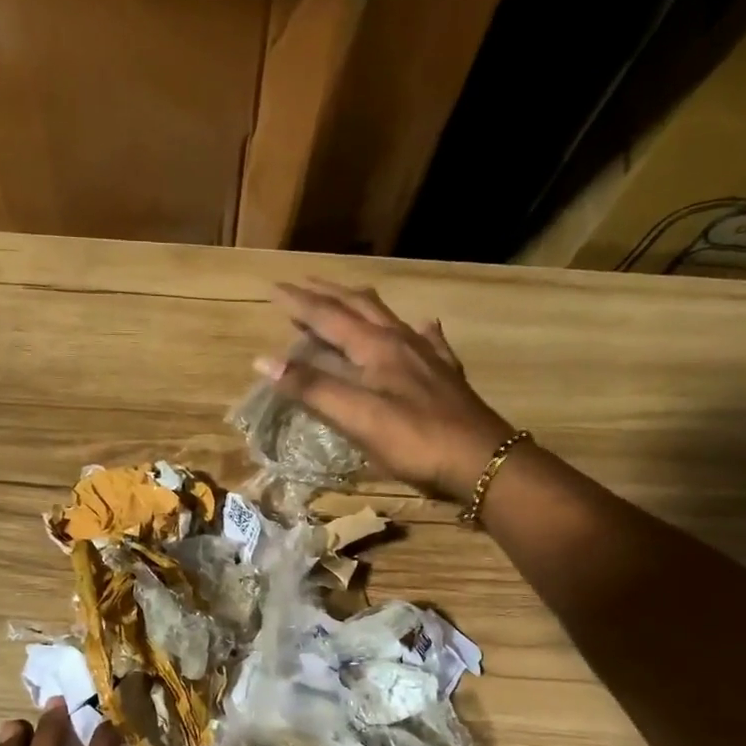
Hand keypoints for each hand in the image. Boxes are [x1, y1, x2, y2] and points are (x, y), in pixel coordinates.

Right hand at [258, 278, 521, 501]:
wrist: (480, 459)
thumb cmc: (414, 440)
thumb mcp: (357, 417)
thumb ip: (313, 389)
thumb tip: (266, 361)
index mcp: (376, 348)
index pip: (329, 317)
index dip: (300, 304)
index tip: (274, 289)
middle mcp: (402, 342)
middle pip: (360, 307)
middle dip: (329, 295)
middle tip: (304, 286)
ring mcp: (428, 357)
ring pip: (391, 318)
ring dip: (363, 306)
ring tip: (349, 299)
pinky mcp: (447, 376)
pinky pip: (429, 341)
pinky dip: (416, 330)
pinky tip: (422, 327)